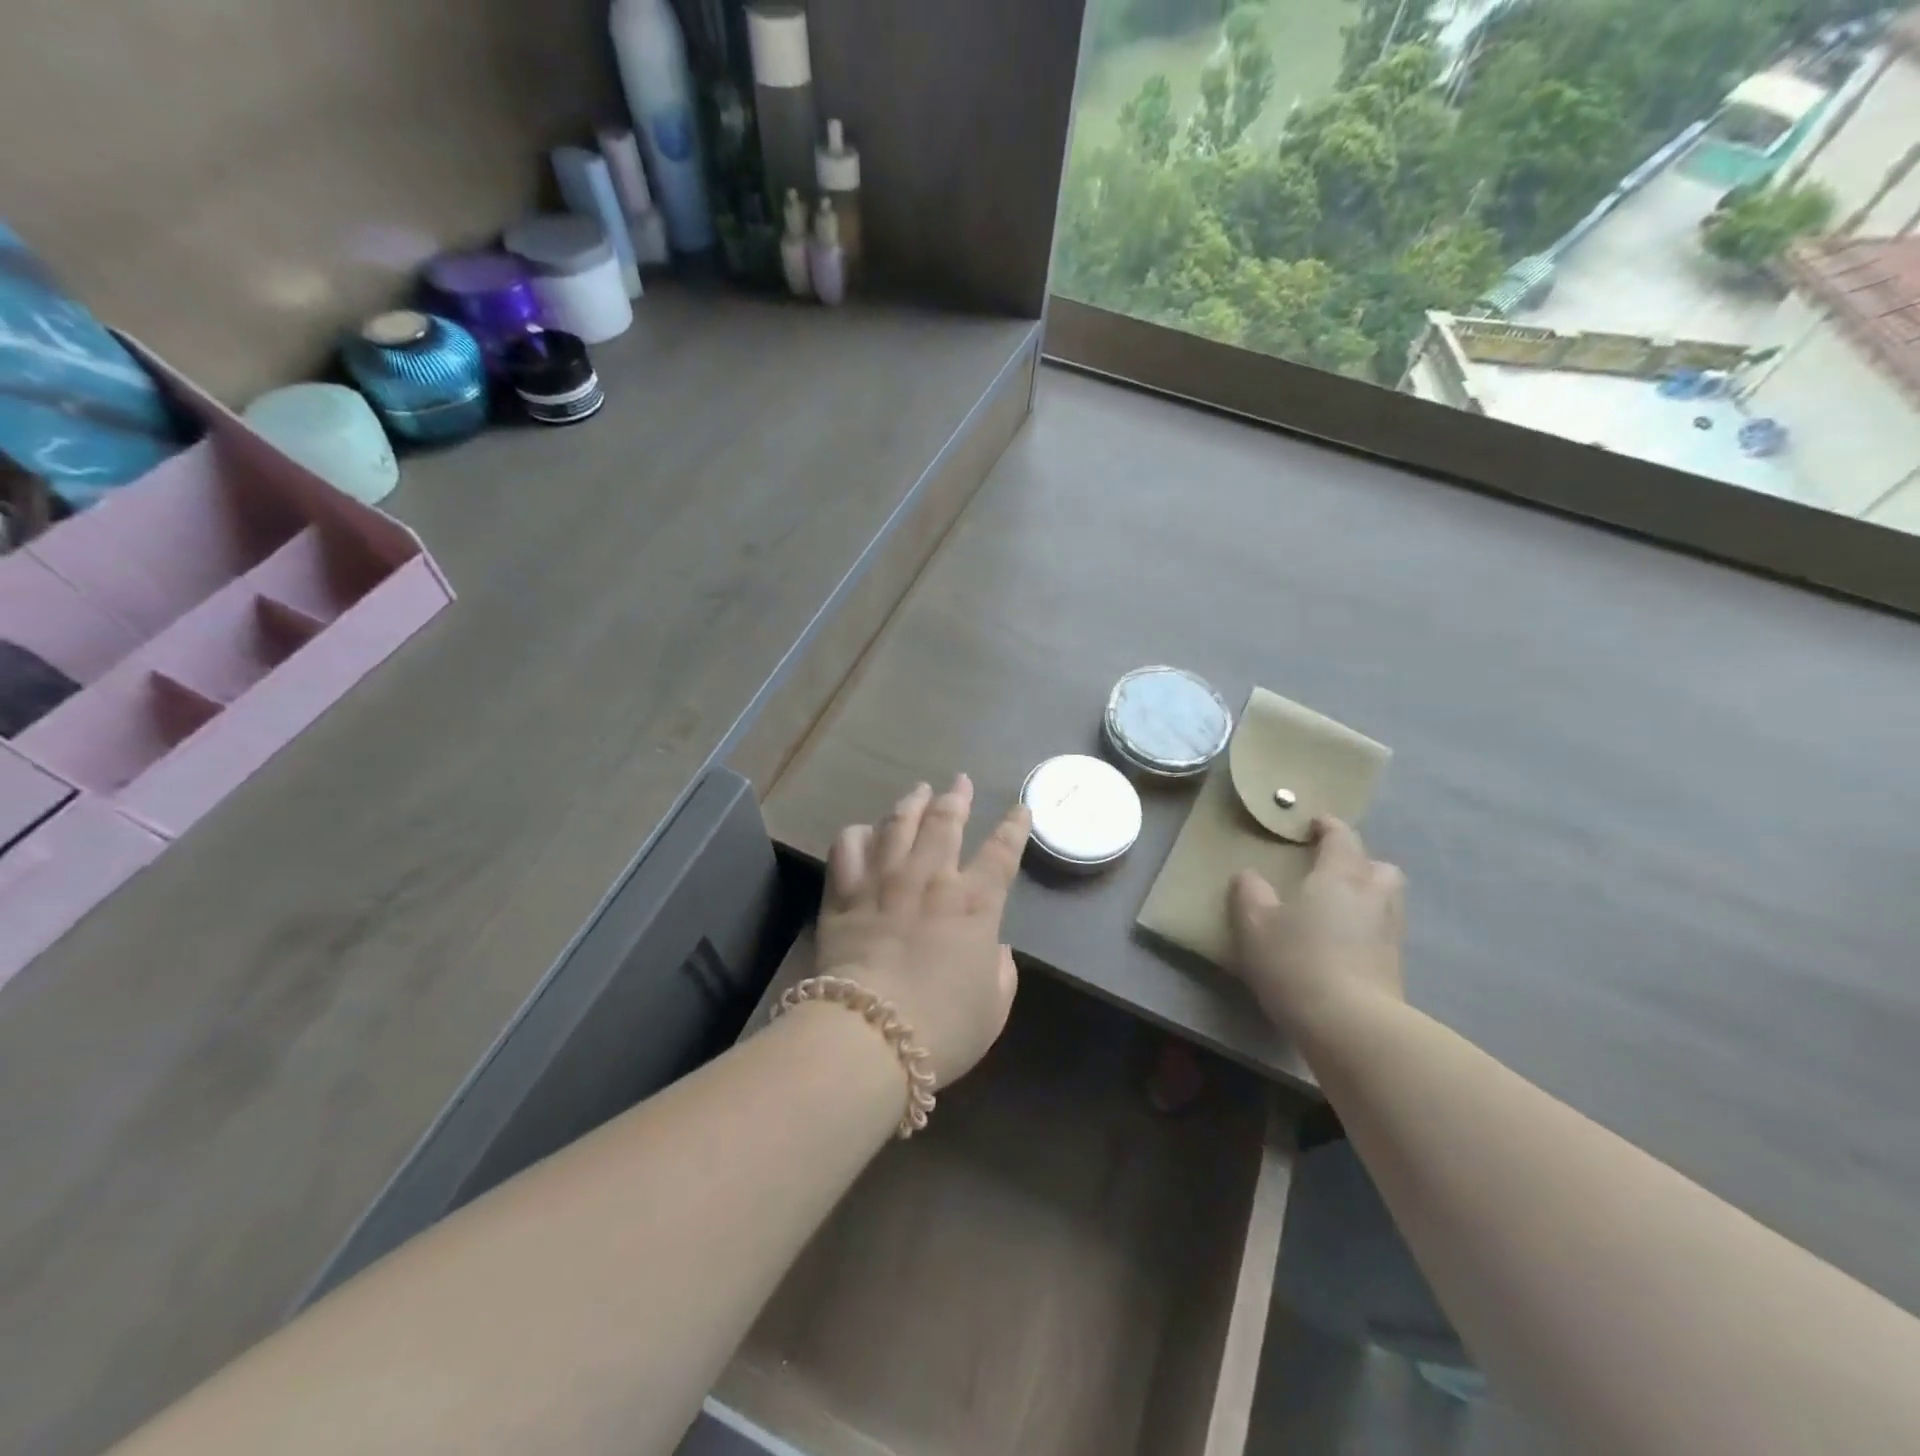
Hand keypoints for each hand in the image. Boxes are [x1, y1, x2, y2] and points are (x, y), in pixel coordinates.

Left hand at [816, 776, 1031, 1086]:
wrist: (870, 1035)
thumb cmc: (942, 1028)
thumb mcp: (993, 1009)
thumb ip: (1001, 972)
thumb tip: (996, 949)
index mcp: (974, 905)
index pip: (1002, 853)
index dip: (1014, 827)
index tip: (1020, 808)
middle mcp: (931, 880)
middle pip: (945, 823)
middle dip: (956, 797)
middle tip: (960, 781)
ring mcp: (884, 881)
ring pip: (898, 824)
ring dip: (912, 802)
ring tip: (919, 790)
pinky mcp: (845, 894)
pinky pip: (848, 848)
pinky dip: (857, 834)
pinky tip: (863, 831)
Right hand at [1228, 816, 1405, 1039]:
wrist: (1350, 1025)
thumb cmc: (1297, 962)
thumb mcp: (1255, 925)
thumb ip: (1250, 894)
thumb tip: (1249, 876)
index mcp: (1339, 876)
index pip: (1342, 837)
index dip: (1328, 827)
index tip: (1314, 824)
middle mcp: (1373, 896)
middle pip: (1378, 866)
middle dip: (1358, 862)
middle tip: (1331, 870)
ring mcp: (1391, 932)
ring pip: (1387, 899)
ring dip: (1367, 895)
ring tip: (1337, 908)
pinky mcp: (1396, 966)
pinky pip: (1383, 931)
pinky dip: (1367, 928)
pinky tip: (1343, 943)